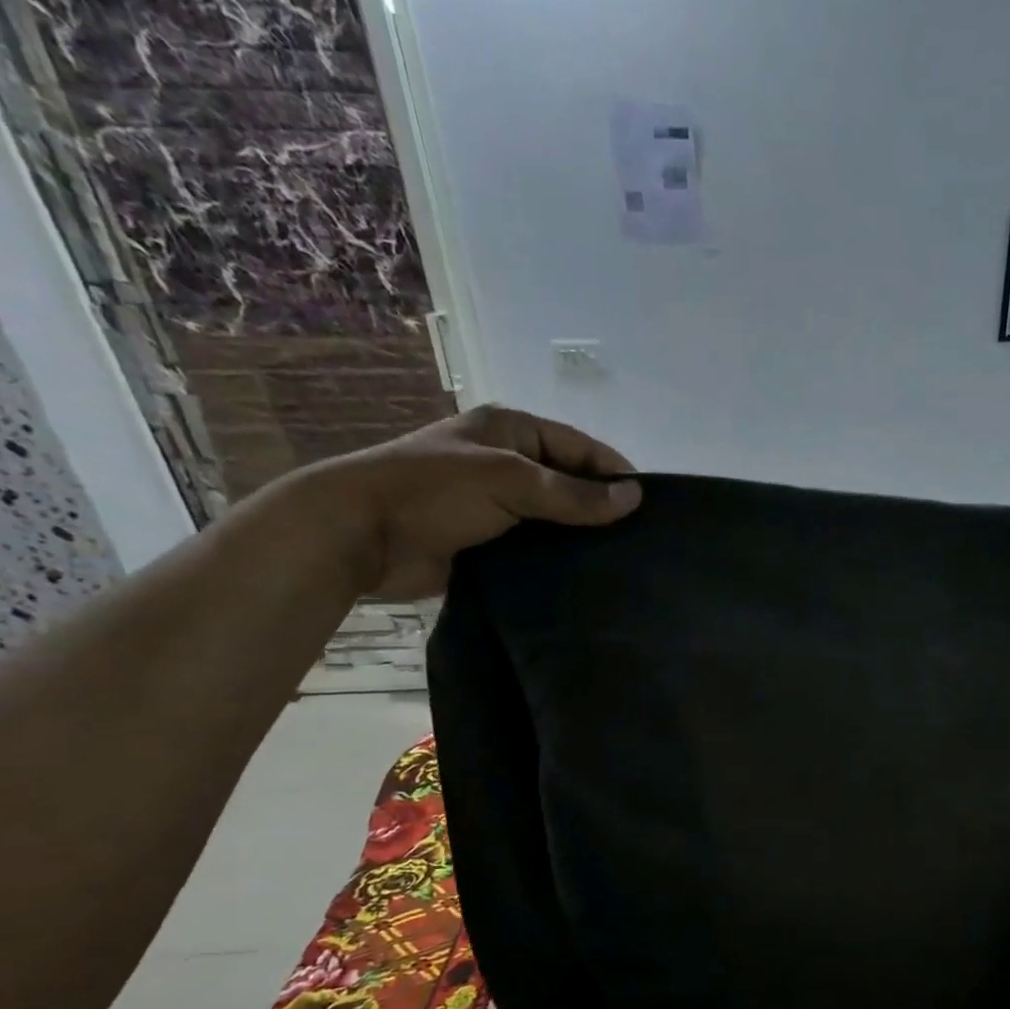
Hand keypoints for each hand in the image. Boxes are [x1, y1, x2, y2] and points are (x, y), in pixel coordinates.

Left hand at [290, 404, 641, 599]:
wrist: (359, 535)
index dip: (615, 473)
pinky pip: (536, 546)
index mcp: (511, 431)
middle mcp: (507, 462)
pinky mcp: (488, 541)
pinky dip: (558, 559)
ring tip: (622, 563)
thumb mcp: (510, 480)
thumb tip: (635, 498)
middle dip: (602, 507)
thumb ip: (574, 493)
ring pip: (555, 518)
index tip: (650, 507)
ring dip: (581, 537)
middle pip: (570, 482)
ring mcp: (497, 504)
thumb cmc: (433, 492)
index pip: (580, 448)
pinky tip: (586, 577)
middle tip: (641, 541)